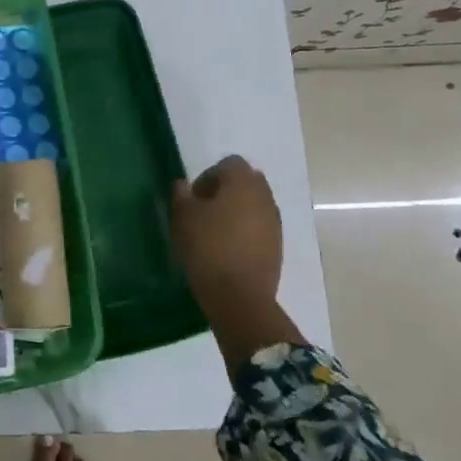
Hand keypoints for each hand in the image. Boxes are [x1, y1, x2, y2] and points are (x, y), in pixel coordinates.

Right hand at [171, 155, 282, 317]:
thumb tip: (183, 184)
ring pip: (254, 205)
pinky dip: (246, 231)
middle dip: (225, 192)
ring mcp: (275, 222)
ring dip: (237, 212)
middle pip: (245, 182)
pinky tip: (228, 250)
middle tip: (204, 212)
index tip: (194, 198)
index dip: (208, 176)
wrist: (239, 296)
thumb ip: (181, 195)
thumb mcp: (183, 217)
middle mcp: (264, 196)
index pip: (229, 163)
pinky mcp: (278, 246)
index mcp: (243, 182)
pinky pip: (260, 227)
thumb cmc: (207, 247)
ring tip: (215, 233)